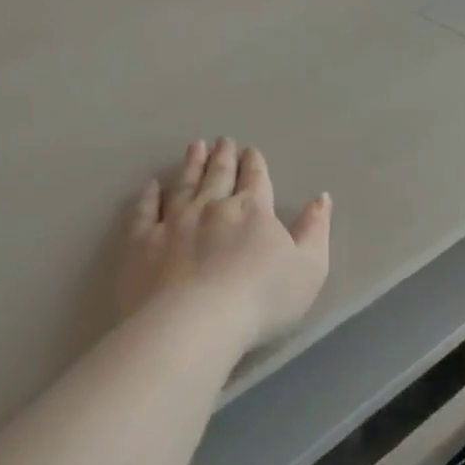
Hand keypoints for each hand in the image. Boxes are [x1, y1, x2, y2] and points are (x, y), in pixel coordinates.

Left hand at [117, 139, 331, 350]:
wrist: (194, 324)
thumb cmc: (261, 300)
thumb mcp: (309, 269)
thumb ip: (315, 231)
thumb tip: (321, 198)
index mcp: (252, 211)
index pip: (255, 179)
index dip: (254, 163)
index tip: (250, 150)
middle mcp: (212, 207)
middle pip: (218, 175)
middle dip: (223, 156)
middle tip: (222, 141)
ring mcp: (173, 222)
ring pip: (184, 184)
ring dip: (191, 164)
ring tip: (195, 147)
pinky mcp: (143, 242)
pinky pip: (145, 211)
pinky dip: (149, 195)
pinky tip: (151, 185)